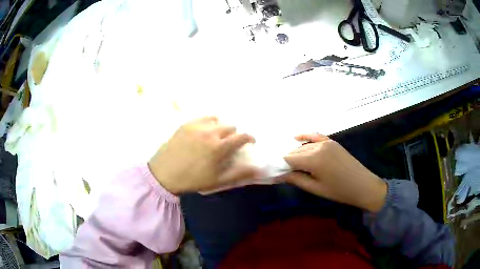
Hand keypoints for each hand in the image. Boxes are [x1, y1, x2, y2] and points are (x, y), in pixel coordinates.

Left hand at [148, 117, 260, 194]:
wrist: (164, 173)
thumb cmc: (193, 179)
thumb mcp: (217, 180)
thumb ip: (239, 173)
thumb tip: (258, 168)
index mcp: (220, 147)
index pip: (242, 136)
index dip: (250, 138)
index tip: (250, 143)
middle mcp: (210, 132)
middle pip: (231, 126)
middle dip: (234, 134)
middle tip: (228, 144)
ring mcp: (197, 126)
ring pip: (217, 119)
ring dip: (221, 127)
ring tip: (215, 136)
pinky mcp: (186, 124)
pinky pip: (203, 117)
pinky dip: (208, 122)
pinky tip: (203, 131)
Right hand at [282, 134, 386, 212]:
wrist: (363, 185)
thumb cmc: (339, 191)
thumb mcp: (316, 189)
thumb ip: (297, 179)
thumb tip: (281, 175)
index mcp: (314, 160)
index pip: (290, 159)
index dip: (282, 165)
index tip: (277, 173)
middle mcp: (318, 147)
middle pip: (296, 151)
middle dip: (289, 161)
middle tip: (285, 172)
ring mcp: (326, 142)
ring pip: (305, 146)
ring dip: (297, 153)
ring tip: (293, 164)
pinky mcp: (332, 142)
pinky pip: (316, 136)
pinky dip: (306, 136)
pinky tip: (296, 137)